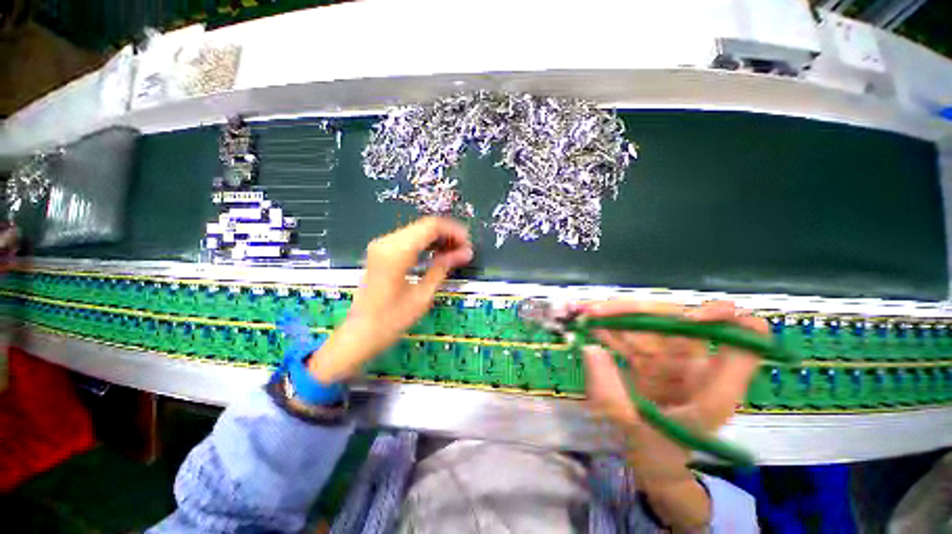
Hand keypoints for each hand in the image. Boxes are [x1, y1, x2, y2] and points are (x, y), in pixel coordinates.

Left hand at [309, 217, 472, 381]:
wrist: (361, 333)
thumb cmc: (392, 319)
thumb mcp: (423, 294)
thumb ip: (443, 268)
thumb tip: (465, 253)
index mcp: (397, 251)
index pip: (431, 226)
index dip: (453, 231)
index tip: (468, 244)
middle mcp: (387, 242)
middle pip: (424, 226)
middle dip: (447, 235)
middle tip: (463, 251)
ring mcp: (381, 246)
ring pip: (417, 231)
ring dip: (437, 239)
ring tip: (454, 254)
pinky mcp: (381, 252)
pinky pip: (408, 240)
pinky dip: (425, 244)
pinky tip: (437, 256)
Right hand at [581, 300, 765, 529]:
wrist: (654, 461)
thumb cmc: (659, 452)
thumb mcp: (636, 431)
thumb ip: (611, 393)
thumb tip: (590, 348)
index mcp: (714, 382)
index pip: (746, 333)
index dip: (725, 316)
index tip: (688, 319)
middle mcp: (697, 361)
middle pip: (674, 317)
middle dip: (633, 309)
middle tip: (593, 310)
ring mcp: (671, 356)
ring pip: (645, 320)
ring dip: (612, 314)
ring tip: (582, 312)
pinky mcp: (649, 356)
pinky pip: (629, 334)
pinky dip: (607, 327)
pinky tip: (588, 325)